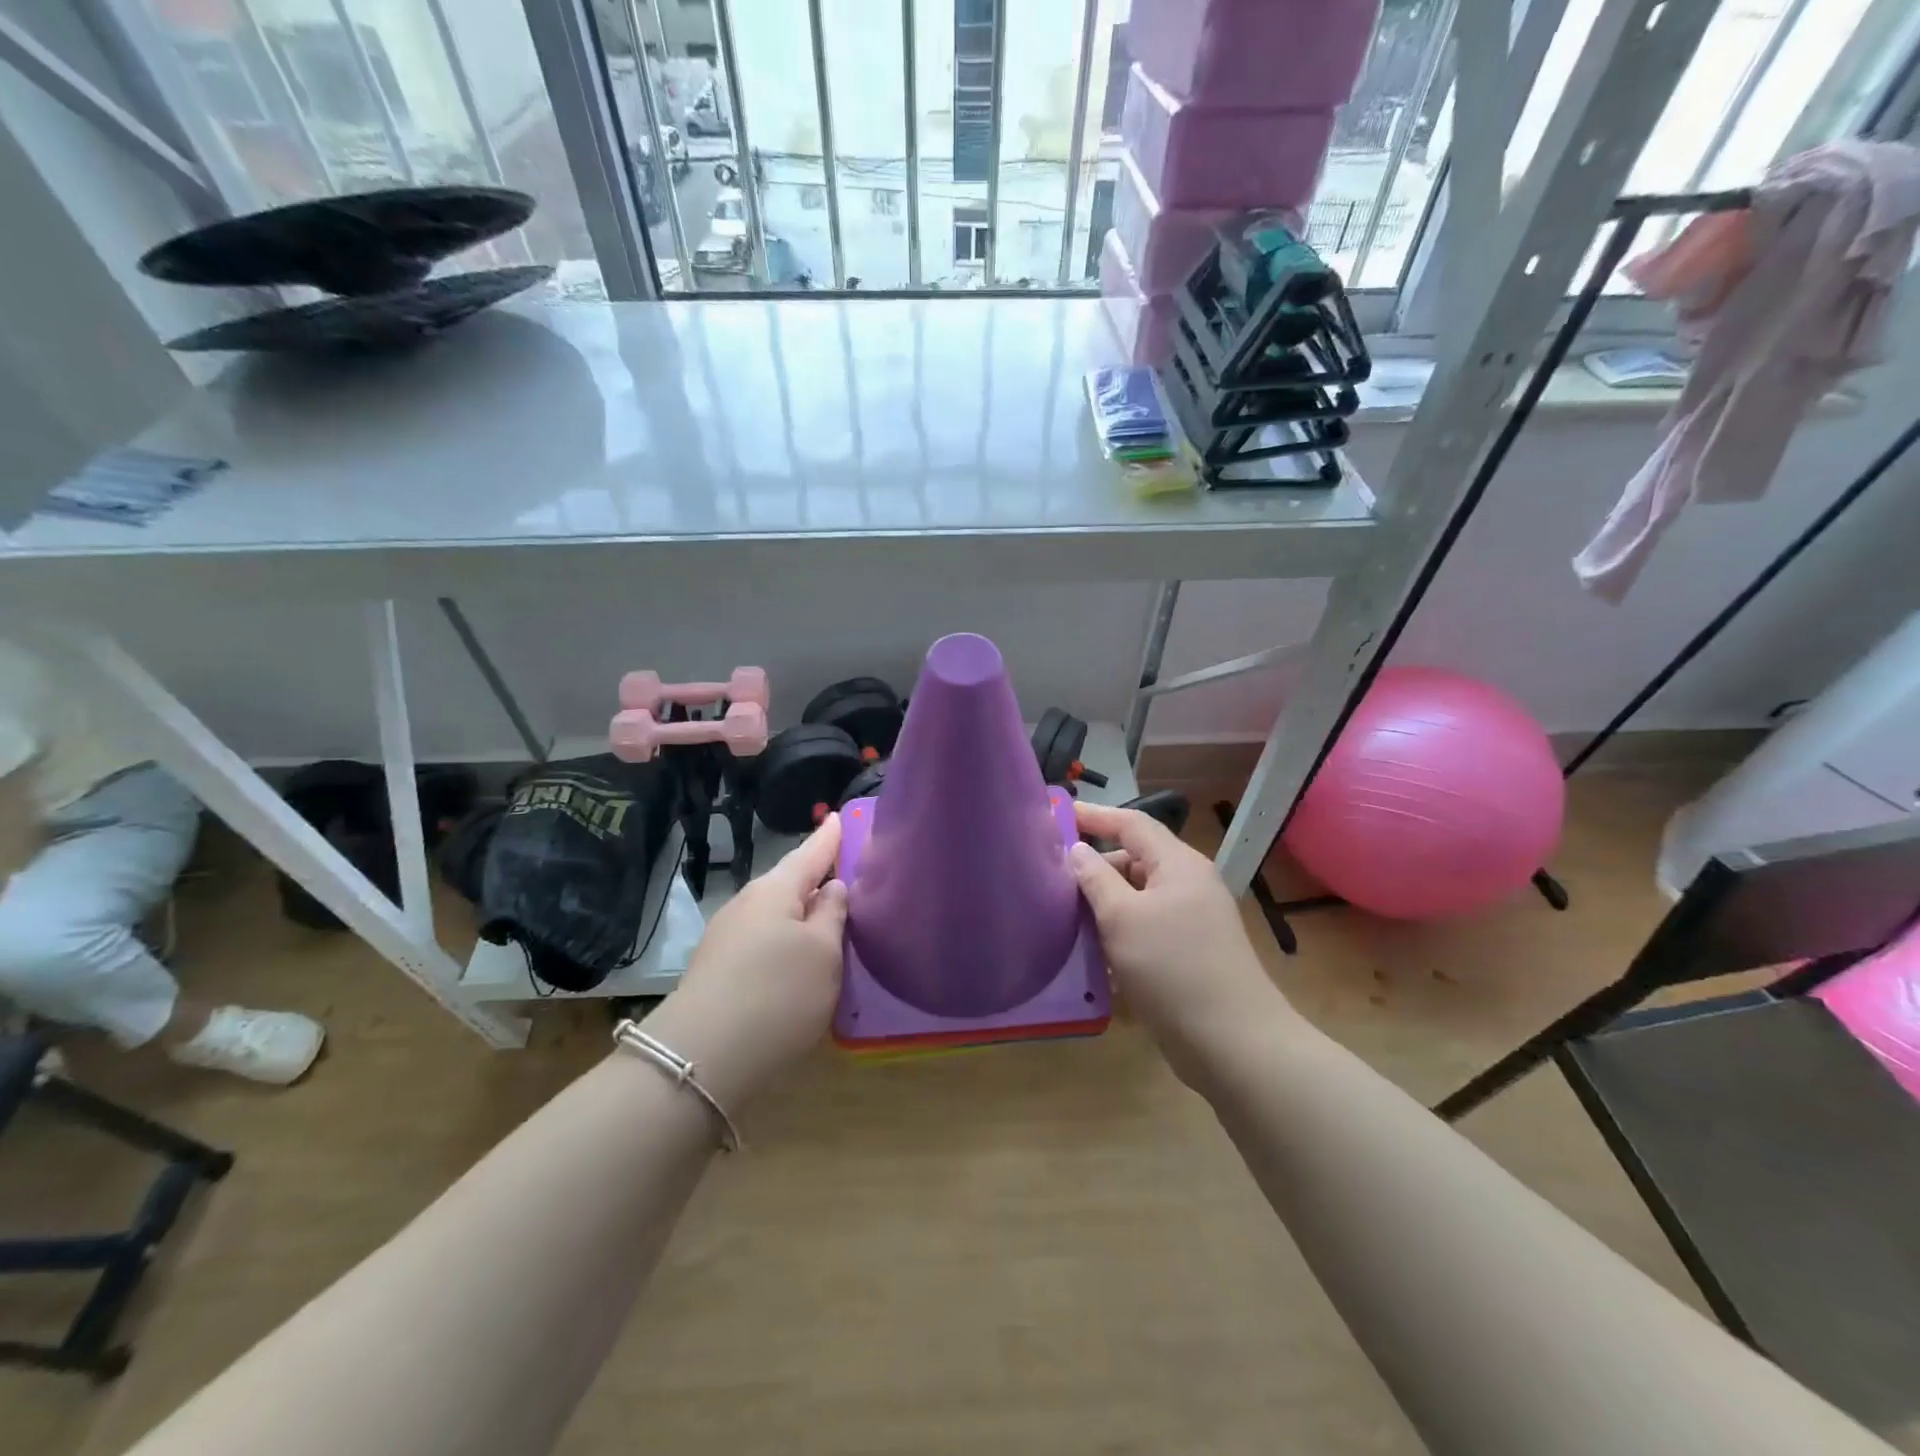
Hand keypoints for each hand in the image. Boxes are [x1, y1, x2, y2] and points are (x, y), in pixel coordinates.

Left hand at [643, 815, 847, 1108]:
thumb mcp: (823, 953)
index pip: (810, 853)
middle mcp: (747, 905)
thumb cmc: (777, 993)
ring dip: (800, 912)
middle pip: (789, 883)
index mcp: (775, 890)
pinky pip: (763, 941)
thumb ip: (832, 915)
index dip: (828, 838)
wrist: (701, 1059)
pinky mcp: (719, 970)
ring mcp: (727, 938)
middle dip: (814, 877)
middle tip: (843, 871)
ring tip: (828, 916)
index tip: (838, 816)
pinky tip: (797, 957)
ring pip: (775, 914)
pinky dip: (786, 940)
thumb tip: (831, 888)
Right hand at [1068, 801, 1286, 1078]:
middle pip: (1135, 860)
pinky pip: (1148, 929)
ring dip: (1106, 907)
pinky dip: (1121, 934)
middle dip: (1097, 869)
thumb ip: (1095, 879)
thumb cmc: (1172, 968)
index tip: (1058, 815)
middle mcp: (1189, 885)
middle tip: (1056, 882)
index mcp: (1178, 865)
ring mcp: (1193, 921)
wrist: (1232, 1043)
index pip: (1132, 823)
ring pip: (1139, 898)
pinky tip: (1097, 957)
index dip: (1095, 816)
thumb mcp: (1122, 918)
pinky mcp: (1191, 954)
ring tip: (1069, 921)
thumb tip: (1077, 850)